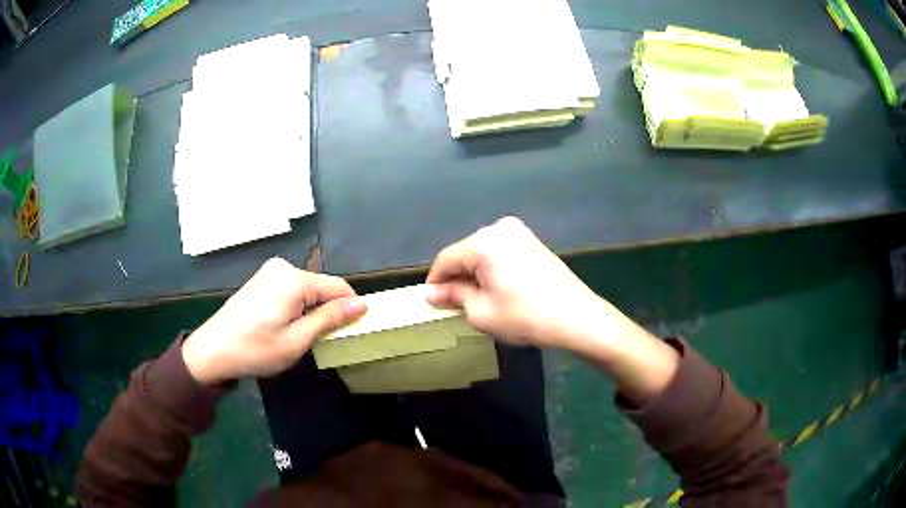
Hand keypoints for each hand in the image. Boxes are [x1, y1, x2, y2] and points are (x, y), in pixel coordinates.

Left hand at [182, 258, 365, 384]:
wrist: (213, 350)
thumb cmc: (255, 350)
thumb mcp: (296, 341)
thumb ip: (329, 319)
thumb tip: (362, 305)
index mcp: (293, 280)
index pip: (338, 287)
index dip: (351, 308)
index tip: (355, 330)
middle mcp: (283, 267)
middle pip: (322, 286)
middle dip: (329, 310)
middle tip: (323, 340)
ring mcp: (269, 271)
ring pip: (307, 288)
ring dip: (313, 310)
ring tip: (302, 335)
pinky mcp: (261, 279)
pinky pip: (292, 289)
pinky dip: (298, 306)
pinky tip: (286, 325)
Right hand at [426, 217, 622, 349]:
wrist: (577, 318)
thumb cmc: (525, 316)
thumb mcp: (481, 311)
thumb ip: (453, 296)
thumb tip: (431, 293)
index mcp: (484, 242)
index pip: (446, 258)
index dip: (434, 281)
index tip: (430, 301)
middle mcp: (501, 228)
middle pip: (465, 252)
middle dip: (455, 276)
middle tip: (451, 303)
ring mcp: (520, 232)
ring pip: (483, 252)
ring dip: (474, 273)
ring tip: (473, 298)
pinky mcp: (533, 242)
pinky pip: (501, 252)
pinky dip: (492, 268)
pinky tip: (495, 288)